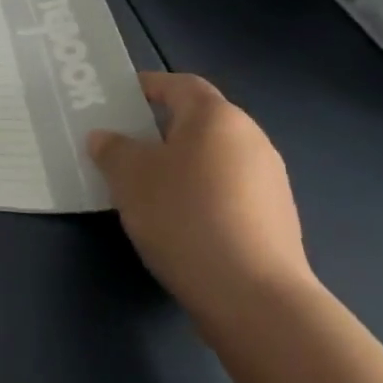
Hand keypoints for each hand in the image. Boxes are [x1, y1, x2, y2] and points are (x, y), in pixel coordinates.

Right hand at [88, 71, 317, 335]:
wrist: (254, 297)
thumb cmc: (184, 215)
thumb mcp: (128, 175)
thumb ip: (112, 148)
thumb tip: (107, 138)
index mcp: (217, 117)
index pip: (179, 84)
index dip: (147, 86)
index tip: (118, 100)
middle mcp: (251, 139)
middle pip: (198, 121)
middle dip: (160, 130)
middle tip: (123, 146)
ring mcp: (270, 181)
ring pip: (213, 158)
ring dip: (180, 165)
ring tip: (144, 188)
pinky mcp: (276, 220)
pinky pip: (227, 190)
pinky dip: (200, 194)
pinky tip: (178, 221)